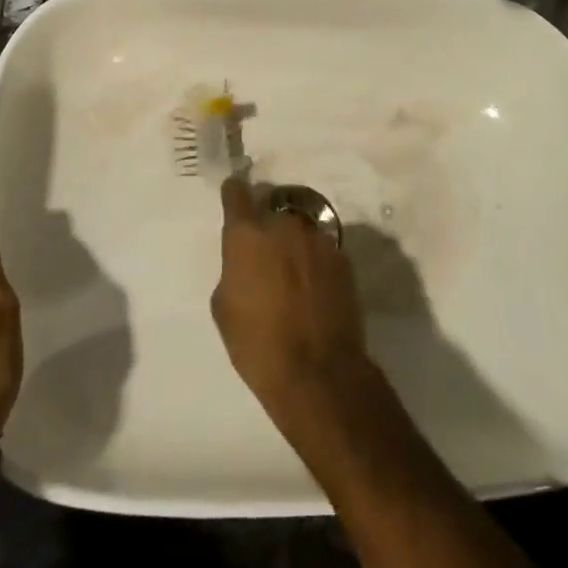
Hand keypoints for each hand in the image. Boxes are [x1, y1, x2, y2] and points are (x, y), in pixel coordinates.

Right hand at [211, 178, 370, 426]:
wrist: (318, 372)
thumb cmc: (258, 344)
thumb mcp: (224, 308)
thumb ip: (233, 270)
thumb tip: (246, 264)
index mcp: (247, 235)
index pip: (237, 195)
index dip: (234, 194)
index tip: (235, 196)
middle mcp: (284, 226)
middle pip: (273, 216)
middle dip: (268, 232)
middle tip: (266, 262)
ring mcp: (318, 240)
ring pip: (300, 234)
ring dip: (295, 248)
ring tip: (294, 281)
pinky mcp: (343, 259)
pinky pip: (322, 253)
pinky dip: (316, 265)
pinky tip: (314, 293)